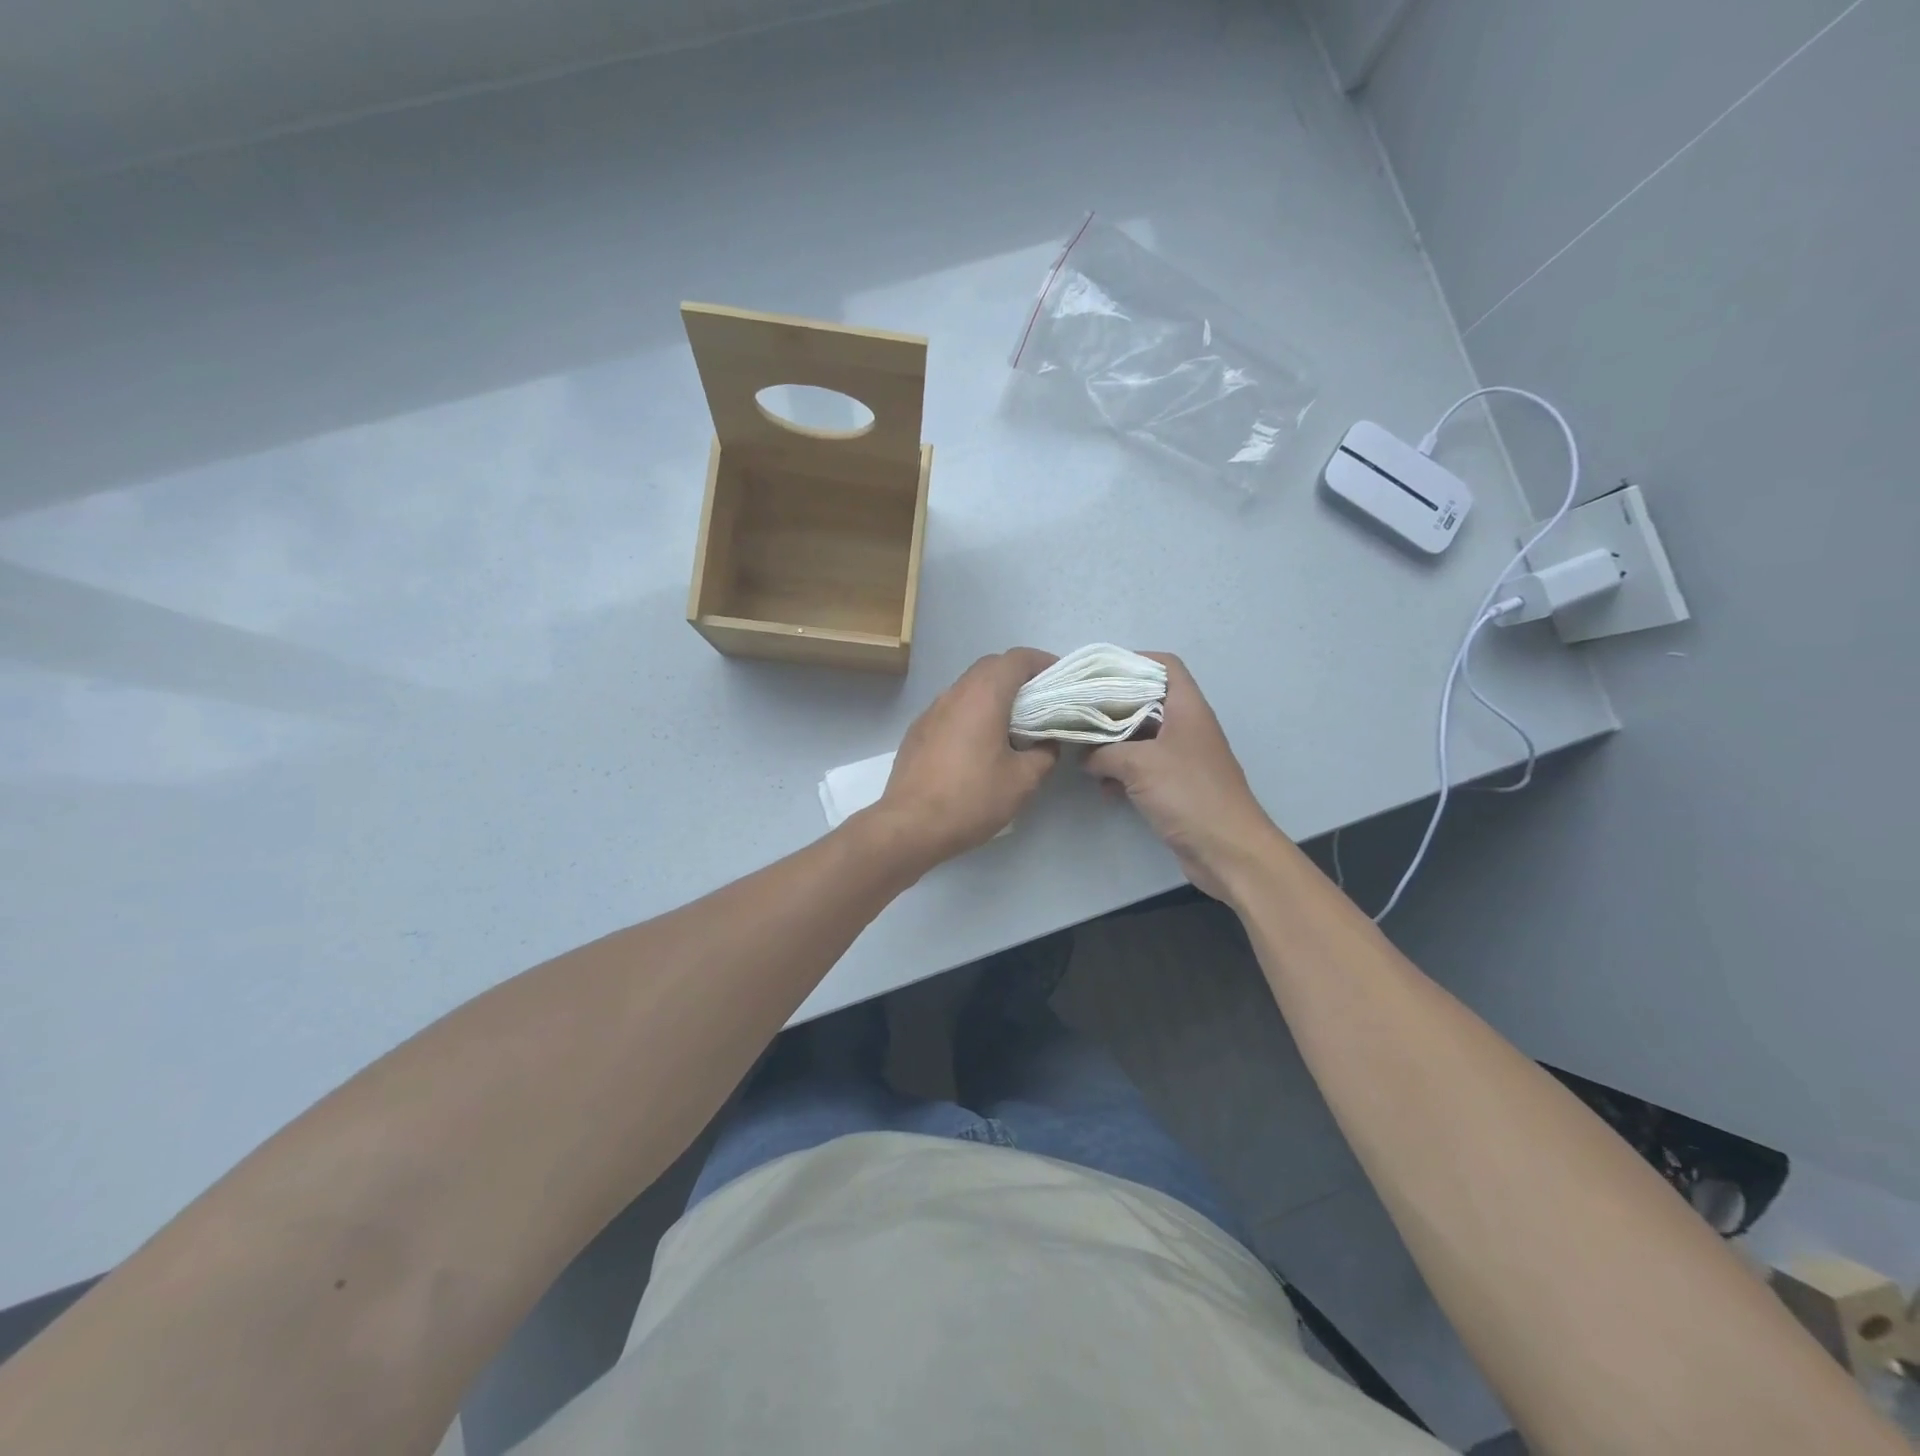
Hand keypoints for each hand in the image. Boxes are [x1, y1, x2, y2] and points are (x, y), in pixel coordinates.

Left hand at [871, 648, 1061, 867]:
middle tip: (1042, 702)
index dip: (1043, 662)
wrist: (910, 826)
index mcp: (983, 696)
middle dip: (1019, 677)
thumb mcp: (1022, 781)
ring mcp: (931, 711)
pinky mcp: (917, 731)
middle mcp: (954, 693)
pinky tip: (979, 745)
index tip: (1061, 680)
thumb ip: (1044, 754)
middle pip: (991, 667)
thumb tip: (1047, 742)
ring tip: (1014, 724)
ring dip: (993, 696)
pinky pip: (952, 709)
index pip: (1017, 659)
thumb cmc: (971, 798)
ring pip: (968, 688)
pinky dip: (972, 713)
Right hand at [1083, 653, 1282, 900]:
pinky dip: (1123, 772)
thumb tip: (1084, 755)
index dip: (1133, 661)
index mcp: (1187, 709)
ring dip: (1114, 745)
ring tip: (1085, 754)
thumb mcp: (1138, 764)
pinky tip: (1103, 788)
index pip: (1165, 666)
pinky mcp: (1177, 786)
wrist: (1228, 850)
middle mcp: (1187, 727)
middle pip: (1147, 701)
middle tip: (1078, 712)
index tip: (1098, 673)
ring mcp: (1183, 758)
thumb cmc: (1189, 794)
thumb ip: (1104, 752)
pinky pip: (1143, 768)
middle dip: (1112, 707)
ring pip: (1141, 738)